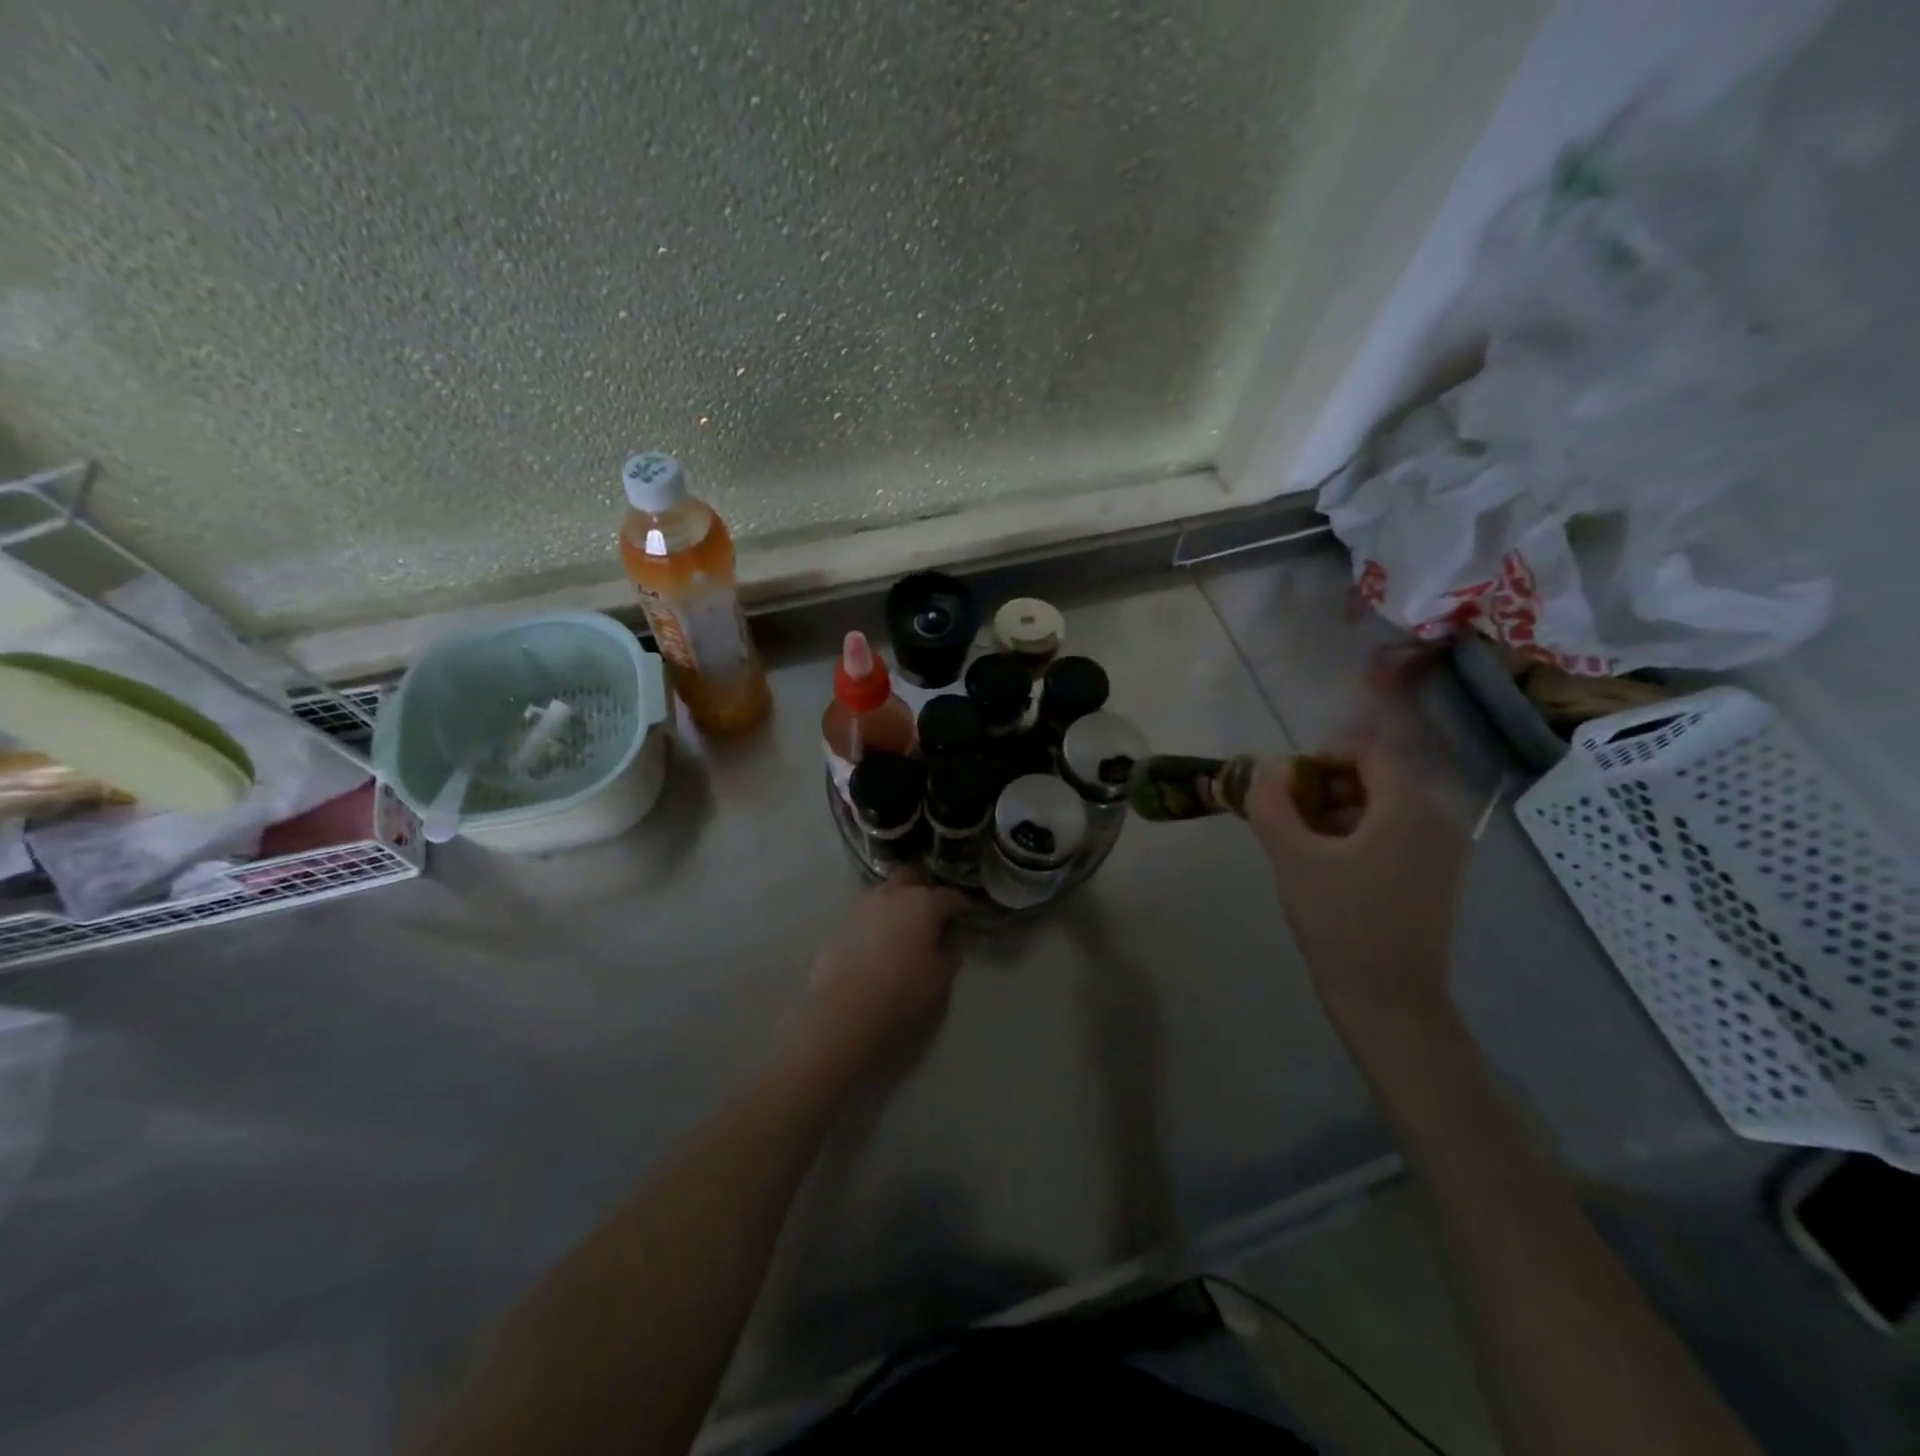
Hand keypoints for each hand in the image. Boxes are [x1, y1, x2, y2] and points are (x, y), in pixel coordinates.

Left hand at [796, 870, 968, 1072]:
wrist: (847, 1002)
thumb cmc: (903, 986)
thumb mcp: (940, 976)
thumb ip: (949, 955)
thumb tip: (949, 946)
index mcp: (923, 903)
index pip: (948, 895)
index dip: (959, 902)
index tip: (965, 910)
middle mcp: (894, 894)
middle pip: (911, 876)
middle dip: (923, 885)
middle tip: (930, 905)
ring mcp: (864, 904)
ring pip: (885, 890)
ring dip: (896, 899)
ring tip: (902, 920)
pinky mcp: (842, 920)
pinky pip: (866, 910)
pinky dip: (876, 918)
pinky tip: (878, 936)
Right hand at [1244, 713, 1469, 1027]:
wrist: (1388, 1000)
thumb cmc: (1341, 921)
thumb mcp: (1293, 857)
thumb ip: (1272, 805)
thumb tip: (1266, 771)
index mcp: (1410, 808)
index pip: (1368, 754)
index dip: (1322, 757)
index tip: (1286, 784)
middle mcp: (1438, 820)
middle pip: (1377, 778)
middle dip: (1327, 787)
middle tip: (1287, 814)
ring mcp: (1442, 851)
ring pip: (1383, 807)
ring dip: (1338, 811)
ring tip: (1300, 841)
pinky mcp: (1436, 877)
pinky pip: (1395, 834)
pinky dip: (1358, 835)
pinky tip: (1327, 864)